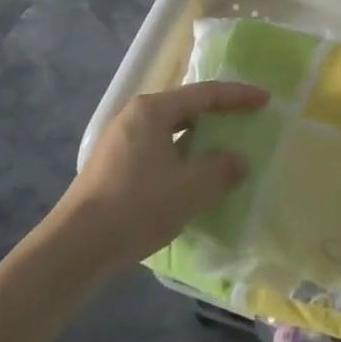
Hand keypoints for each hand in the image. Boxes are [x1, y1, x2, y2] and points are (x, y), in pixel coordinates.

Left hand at [57, 81, 267, 271]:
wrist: (75, 248)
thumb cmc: (137, 206)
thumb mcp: (191, 188)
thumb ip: (222, 169)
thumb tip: (238, 161)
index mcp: (152, 110)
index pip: (205, 94)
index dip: (238, 96)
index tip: (265, 100)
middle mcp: (134, 117)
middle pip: (185, 108)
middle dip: (218, 114)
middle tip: (246, 120)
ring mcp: (120, 142)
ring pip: (170, 131)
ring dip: (199, 139)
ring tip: (224, 150)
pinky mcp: (113, 167)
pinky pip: (158, 151)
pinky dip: (182, 157)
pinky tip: (193, 177)